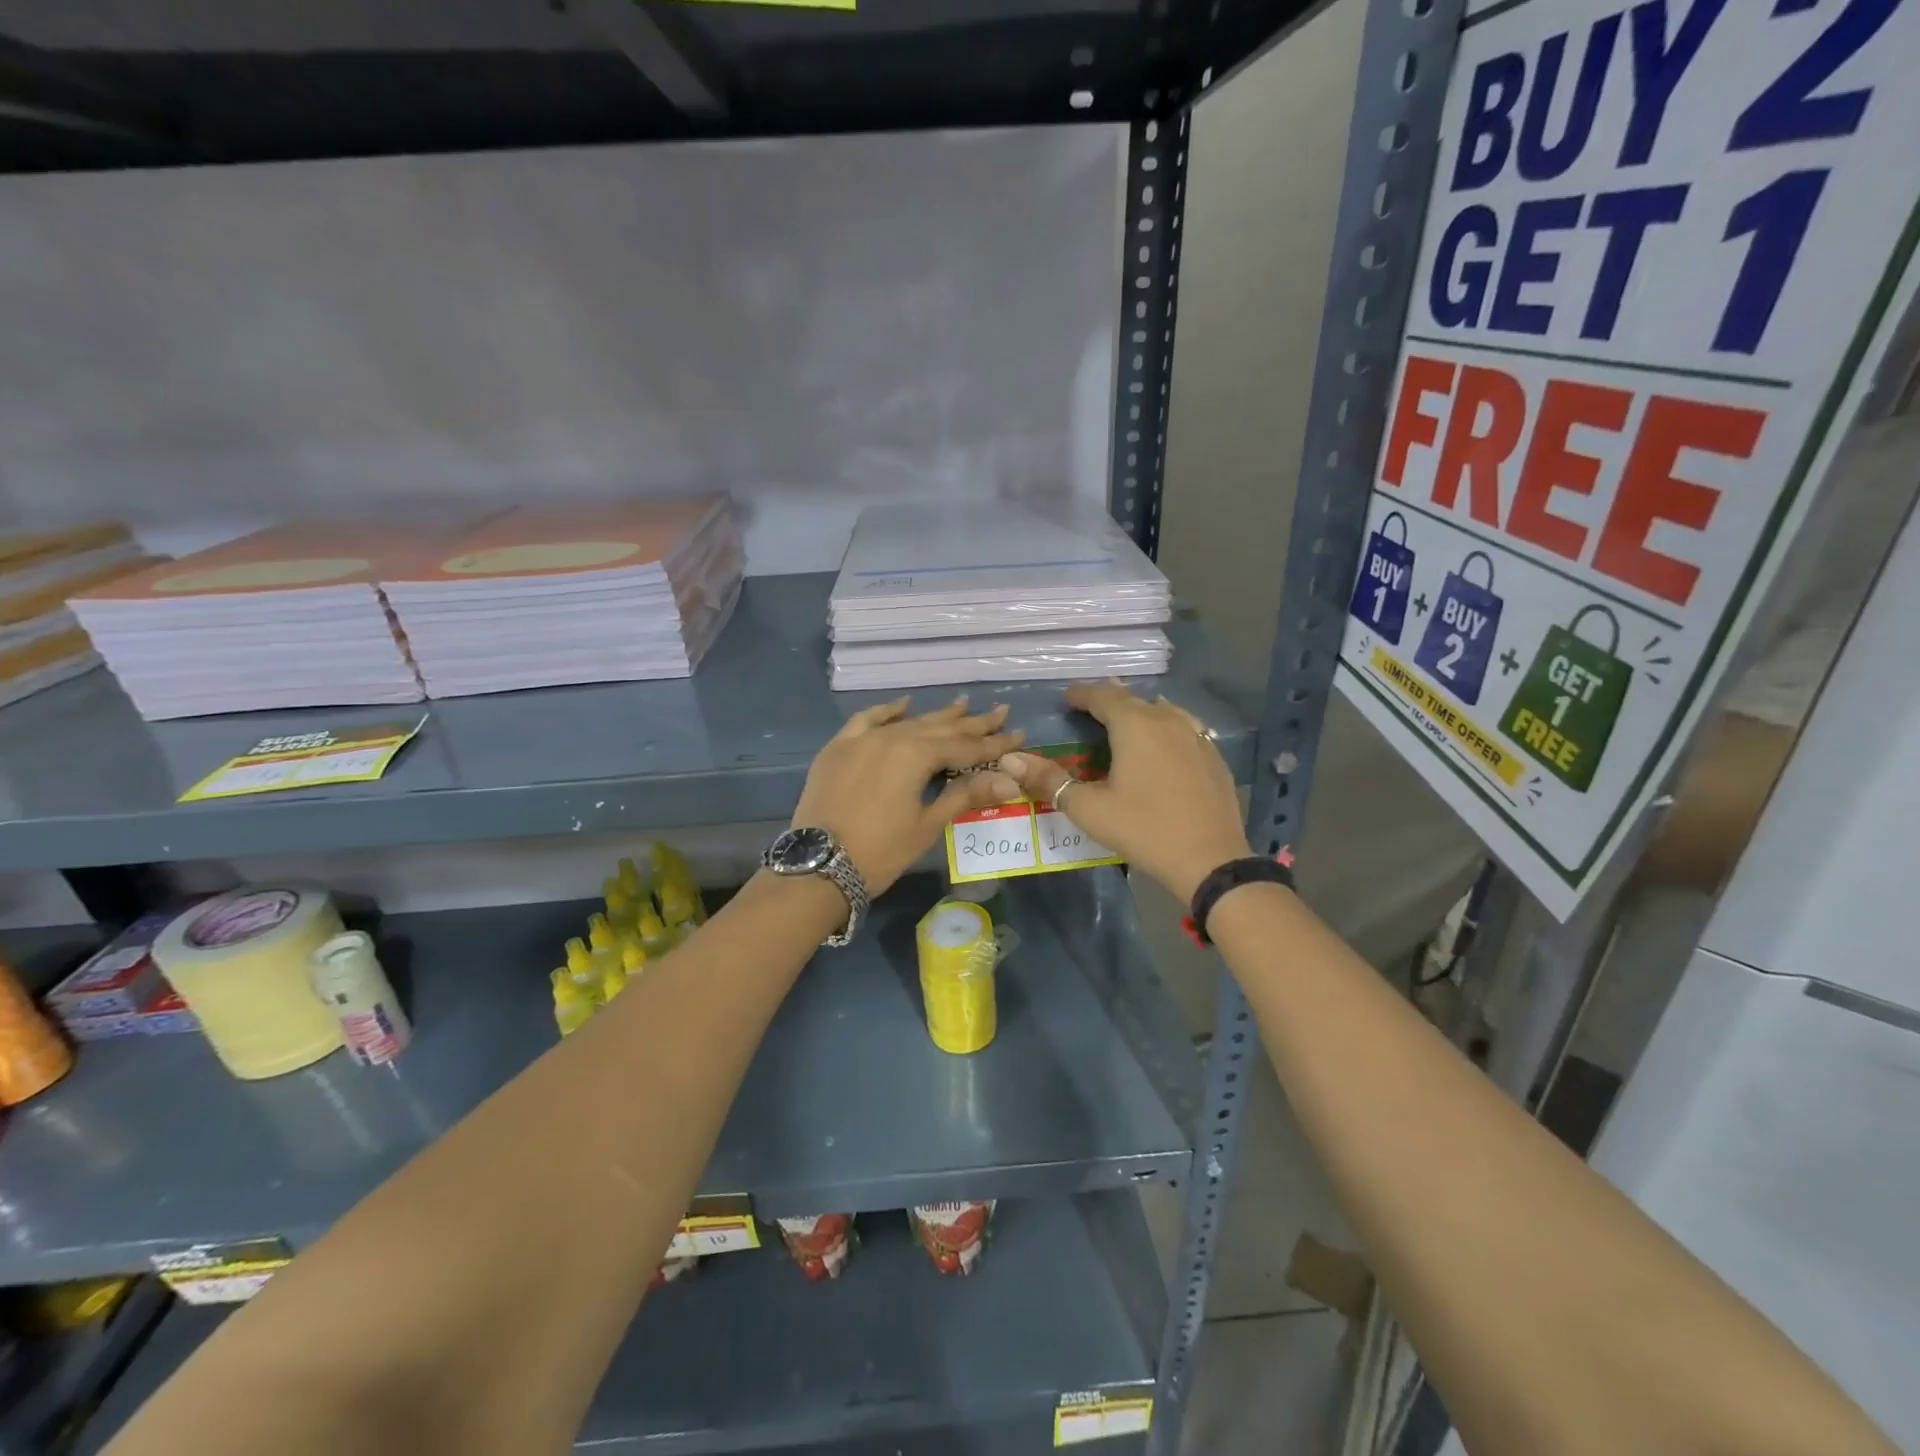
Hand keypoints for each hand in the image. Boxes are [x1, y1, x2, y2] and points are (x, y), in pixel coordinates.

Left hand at [792, 696, 1023, 894]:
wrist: (818, 866)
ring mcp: (861, 739)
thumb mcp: (927, 825)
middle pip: (939, 728)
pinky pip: (867, 720)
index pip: (965, 747)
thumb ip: (965, 795)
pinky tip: (903, 705)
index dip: (994, 744)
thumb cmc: (880, 851)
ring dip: (936, 716)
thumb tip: (1009, 781)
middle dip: (972, 723)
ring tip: (962, 704)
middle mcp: (891, 737)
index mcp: (915, 755)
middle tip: (1000, 712)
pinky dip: (888, 712)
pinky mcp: (838, 748)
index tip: (1018, 734)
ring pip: (907, 722)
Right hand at [996, 680, 1251, 902]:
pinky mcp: (1214, 757)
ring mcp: (1197, 736)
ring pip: (1162, 711)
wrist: (1211, 860)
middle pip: (1133, 700)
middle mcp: (1167, 719)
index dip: (1082, 694)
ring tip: (1124, 724)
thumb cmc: (1144, 829)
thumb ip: (1049, 780)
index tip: (1067, 698)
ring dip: (1139, 713)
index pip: (1103, 695)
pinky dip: (1165, 730)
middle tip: (1089, 711)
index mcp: (1135, 724)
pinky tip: (1162, 747)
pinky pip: (1184, 730)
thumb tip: (1010, 760)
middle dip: (1109, 701)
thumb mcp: (1089, 808)